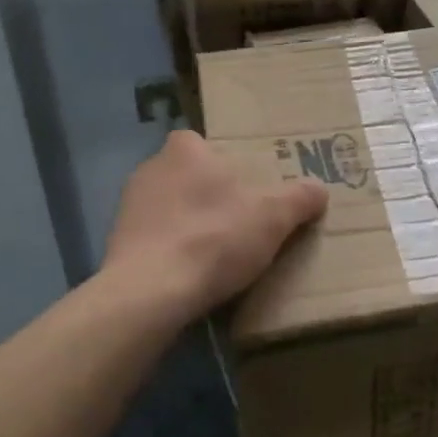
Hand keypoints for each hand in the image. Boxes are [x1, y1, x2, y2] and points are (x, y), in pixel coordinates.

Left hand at [104, 131, 328, 320]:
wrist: (151, 292)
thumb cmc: (214, 237)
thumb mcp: (273, 216)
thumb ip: (299, 198)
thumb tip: (319, 190)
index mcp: (184, 149)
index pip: (205, 145)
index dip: (227, 165)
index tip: (247, 190)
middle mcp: (150, 168)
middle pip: (189, 176)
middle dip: (210, 196)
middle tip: (239, 222)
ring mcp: (128, 207)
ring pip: (170, 209)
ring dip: (189, 225)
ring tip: (217, 255)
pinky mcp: (118, 243)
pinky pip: (154, 239)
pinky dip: (171, 251)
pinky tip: (189, 274)